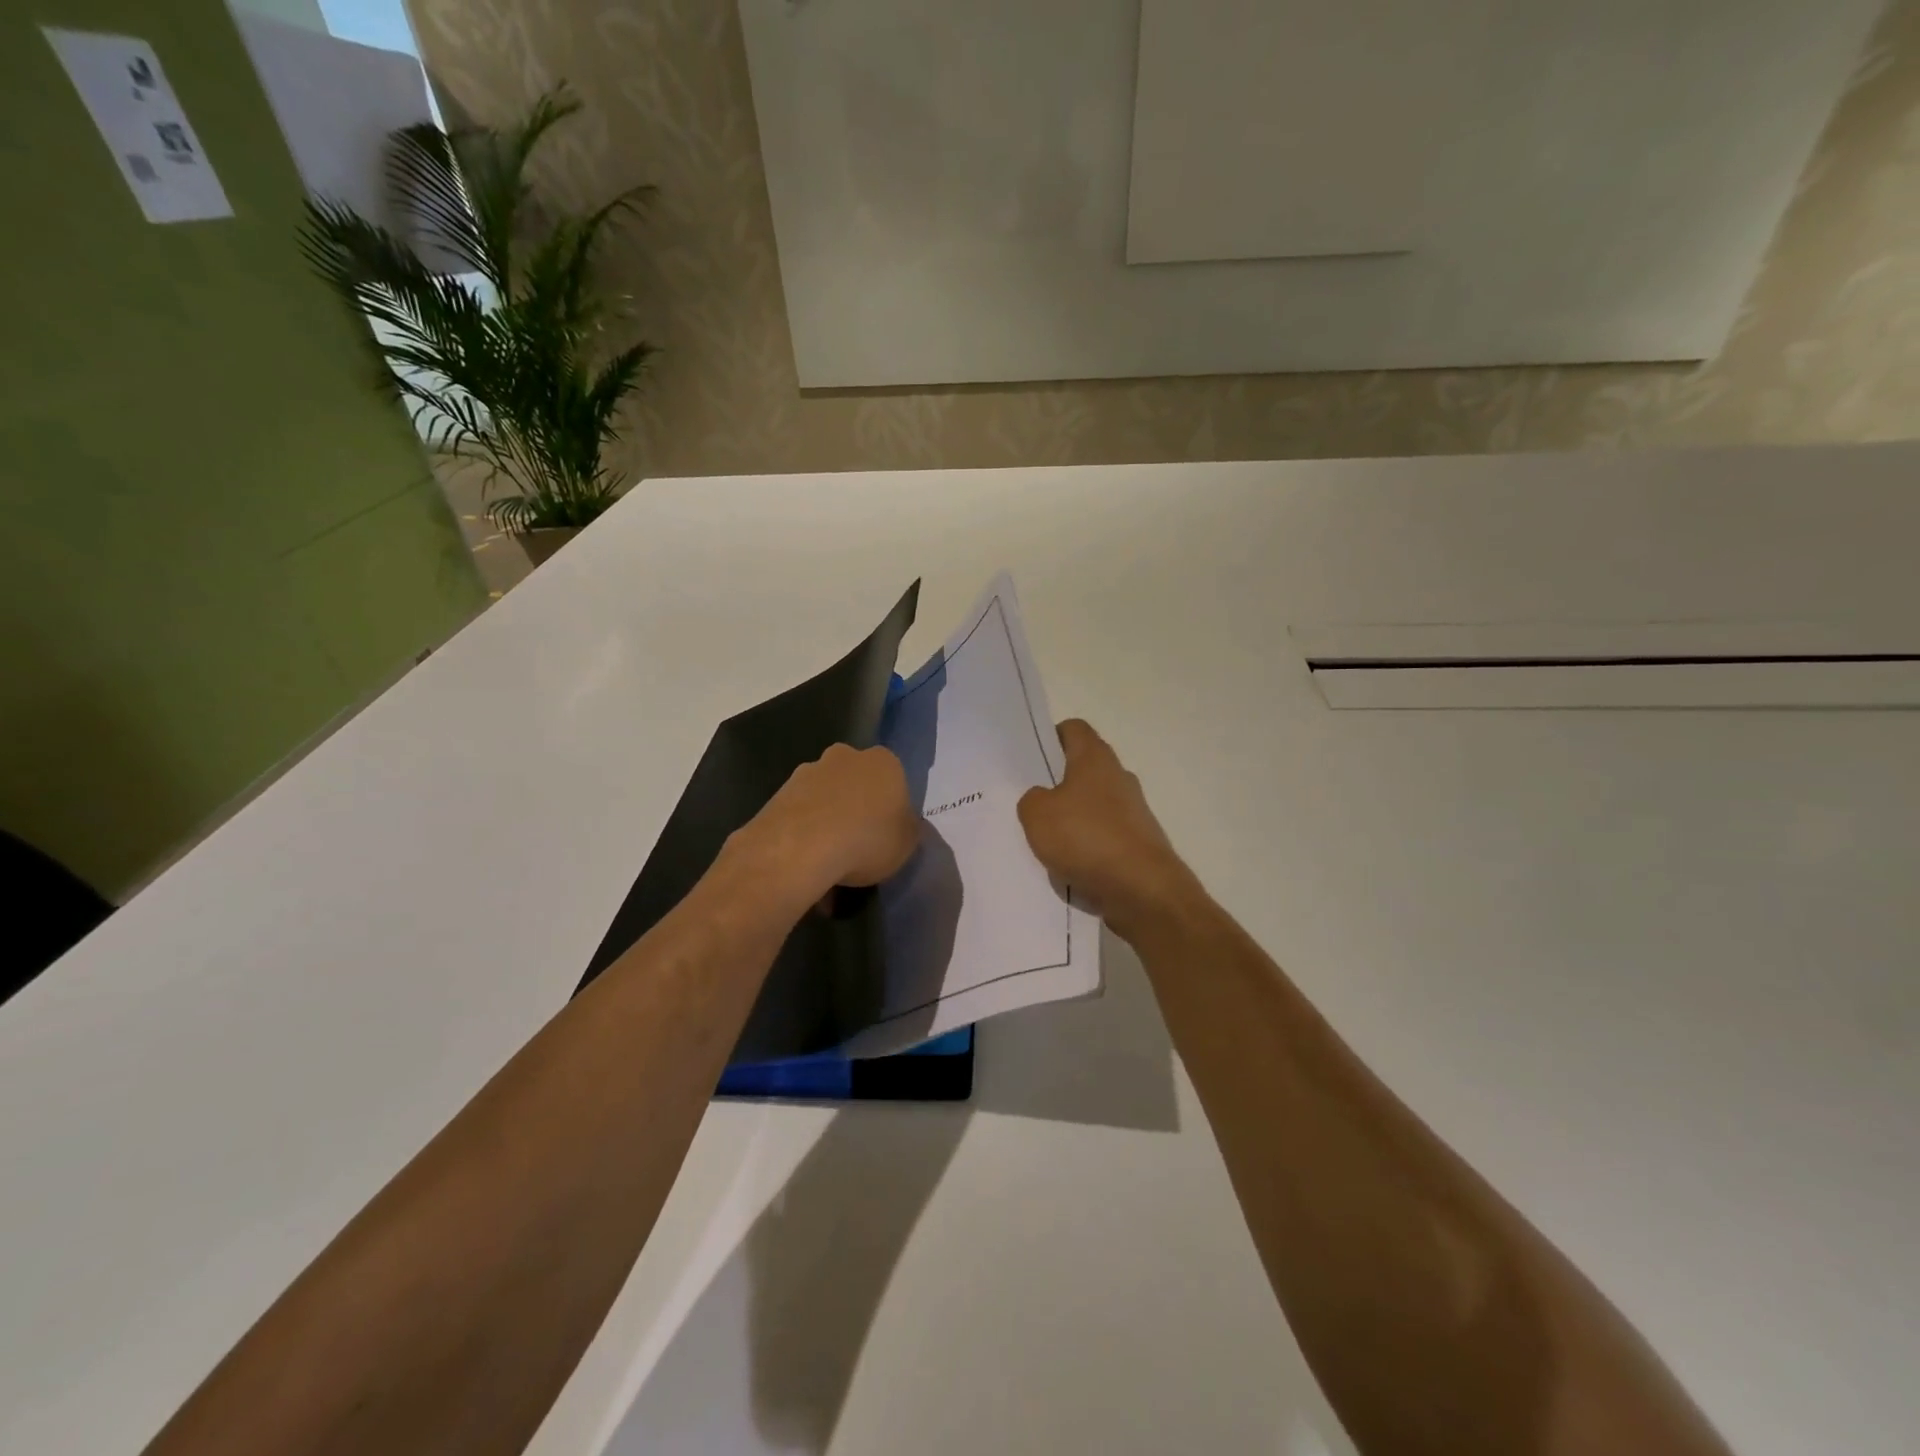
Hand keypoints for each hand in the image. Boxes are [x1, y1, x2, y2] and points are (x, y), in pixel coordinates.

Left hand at [734, 744, 919, 909]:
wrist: (801, 848)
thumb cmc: (868, 839)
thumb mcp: (908, 842)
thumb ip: (907, 828)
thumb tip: (901, 824)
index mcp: (884, 762)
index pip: (894, 780)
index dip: (891, 808)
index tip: (887, 835)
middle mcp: (845, 756)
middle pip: (856, 783)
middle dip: (856, 808)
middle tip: (858, 845)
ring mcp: (808, 772)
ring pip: (825, 798)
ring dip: (827, 822)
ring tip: (828, 864)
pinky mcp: (779, 793)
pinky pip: (801, 816)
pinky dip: (804, 835)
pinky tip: (806, 865)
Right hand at [1018, 720, 1201, 937]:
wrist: (1143, 890)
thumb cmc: (1087, 838)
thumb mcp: (1037, 815)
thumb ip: (1031, 799)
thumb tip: (1041, 799)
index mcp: (1095, 758)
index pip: (1073, 729)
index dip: (1050, 737)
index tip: (1031, 759)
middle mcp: (1118, 777)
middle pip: (1082, 768)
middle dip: (1056, 783)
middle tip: (1029, 802)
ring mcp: (1133, 811)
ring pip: (1092, 805)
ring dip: (1071, 819)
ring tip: (1044, 840)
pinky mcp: (1138, 843)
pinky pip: (1103, 837)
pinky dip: (1086, 847)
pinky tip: (1068, 866)